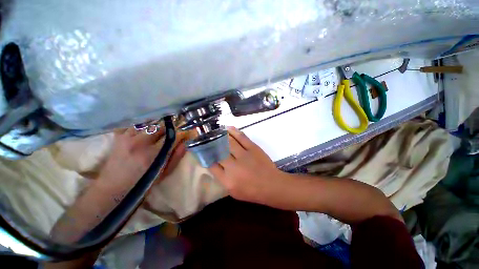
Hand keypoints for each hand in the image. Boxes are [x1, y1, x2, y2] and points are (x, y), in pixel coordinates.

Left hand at [98, 127, 185, 186]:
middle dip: (169, 130)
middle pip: (160, 127)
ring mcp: (127, 138)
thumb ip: (175, 158)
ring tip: (157, 135)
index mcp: (152, 154)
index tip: (185, 134)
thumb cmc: (142, 183)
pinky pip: (134, 125)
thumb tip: (184, 144)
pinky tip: (144, 133)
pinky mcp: (119, 137)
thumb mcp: (163, 174)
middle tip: (171, 136)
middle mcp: (140, 143)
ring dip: (156, 128)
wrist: (112, 187)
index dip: (181, 134)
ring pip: (148, 124)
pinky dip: (142, 127)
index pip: (172, 137)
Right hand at [209, 127, 287, 206]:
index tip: (204, 151)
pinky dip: (234, 131)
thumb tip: (215, 164)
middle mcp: (233, 166)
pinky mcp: (253, 148)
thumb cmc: (252, 191)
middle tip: (208, 138)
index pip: (211, 165)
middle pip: (219, 152)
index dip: (207, 156)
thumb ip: (222, 178)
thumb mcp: (233, 191)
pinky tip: (228, 128)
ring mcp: (244, 155)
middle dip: (212, 144)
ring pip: (229, 142)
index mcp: (227, 180)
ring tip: (216, 131)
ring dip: (221, 135)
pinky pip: (241, 137)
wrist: (271, 185)